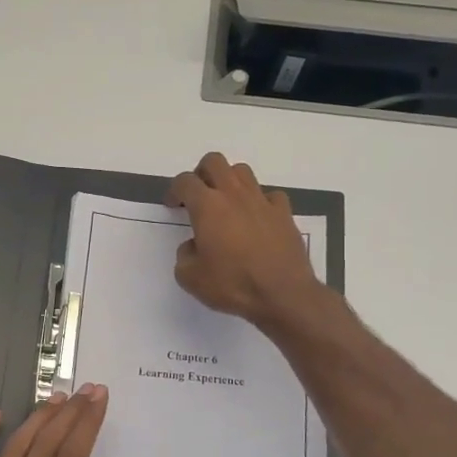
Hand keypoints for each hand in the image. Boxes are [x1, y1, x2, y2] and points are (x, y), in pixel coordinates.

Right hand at [167, 152, 324, 330]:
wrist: (283, 294)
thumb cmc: (233, 285)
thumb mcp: (191, 279)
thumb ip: (184, 256)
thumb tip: (193, 246)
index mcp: (207, 207)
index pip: (185, 182)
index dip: (174, 190)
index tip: (173, 205)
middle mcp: (234, 195)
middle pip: (214, 162)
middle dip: (201, 173)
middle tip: (198, 195)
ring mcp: (262, 201)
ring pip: (242, 172)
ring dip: (229, 181)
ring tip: (226, 203)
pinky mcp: (284, 213)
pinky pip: (269, 195)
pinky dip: (259, 201)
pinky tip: (256, 218)